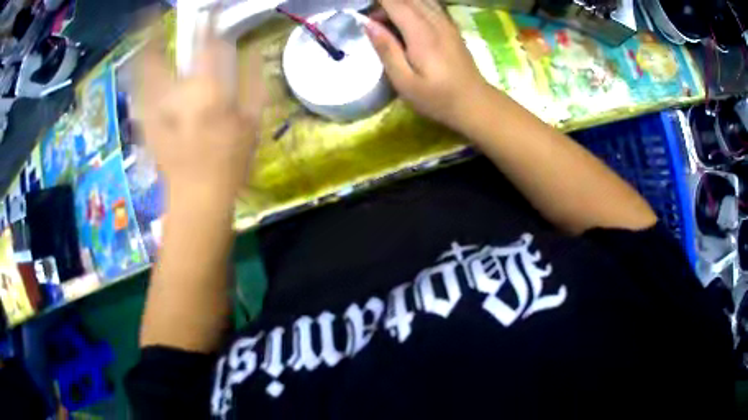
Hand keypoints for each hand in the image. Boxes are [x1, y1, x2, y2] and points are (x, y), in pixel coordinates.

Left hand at [138, 20, 265, 206]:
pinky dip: (137, 72)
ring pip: (147, 70)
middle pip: (169, 54)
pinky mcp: (147, 121)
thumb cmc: (230, 161)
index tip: (208, 11)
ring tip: (143, 22)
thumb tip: (251, 51)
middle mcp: (179, 94)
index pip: (208, 47)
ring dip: (145, 45)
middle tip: (154, 13)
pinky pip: (138, 91)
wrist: (198, 196)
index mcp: (210, 93)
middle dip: (162, 31)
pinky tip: (135, 59)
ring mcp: (158, 109)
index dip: (208, 24)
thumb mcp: (252, 122)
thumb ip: (254, 83)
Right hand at [365, 0, 488, 130]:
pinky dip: (415, 5)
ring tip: (387, 20)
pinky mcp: (452, 27)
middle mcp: (435, 21)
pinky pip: (431, 5)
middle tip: (373, 20)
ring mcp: (446, 22)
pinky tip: (407, 19)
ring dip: (401, 3)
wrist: (475, 103)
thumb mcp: (404, 81)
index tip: (362, 11)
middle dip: (386, 3)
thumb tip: (368, 23)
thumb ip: (386, 49)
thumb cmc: (437, 98)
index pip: (395, 3)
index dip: (378, 2)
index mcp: (421, 33)